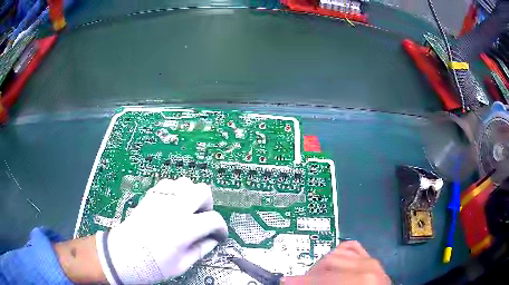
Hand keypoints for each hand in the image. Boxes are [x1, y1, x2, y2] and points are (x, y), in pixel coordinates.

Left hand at [95, 177, 227, 283]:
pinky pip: (168, 183)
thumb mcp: (181, 265)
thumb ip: (201, 250)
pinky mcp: (150, 197)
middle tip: (203, 219)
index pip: (214, 219)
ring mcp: (160, 199)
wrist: (123, 256)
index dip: (221, 228)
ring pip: (185, 182)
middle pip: (203, 191)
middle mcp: (174, 209)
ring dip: (191, 195)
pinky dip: (176, 191)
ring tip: (188, 210)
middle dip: (208, 205)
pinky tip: (173, 205)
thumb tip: (213, 240)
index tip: (219, 235)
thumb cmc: (152, 265)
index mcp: (184, 228)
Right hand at [282, 241, 390, 284]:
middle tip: (300, 282)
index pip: (323, 276)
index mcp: (361, 279)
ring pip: (338, 252)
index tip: (285, 281)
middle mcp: (367, 265)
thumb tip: (295, 282)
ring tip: (315, 276)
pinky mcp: (373, 259)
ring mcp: (371, 260)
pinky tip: (332, 262)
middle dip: (311, 272)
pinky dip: (338, 253)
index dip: (302, 280)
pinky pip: (352, 248)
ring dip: (323, 263)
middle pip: (329, 261)